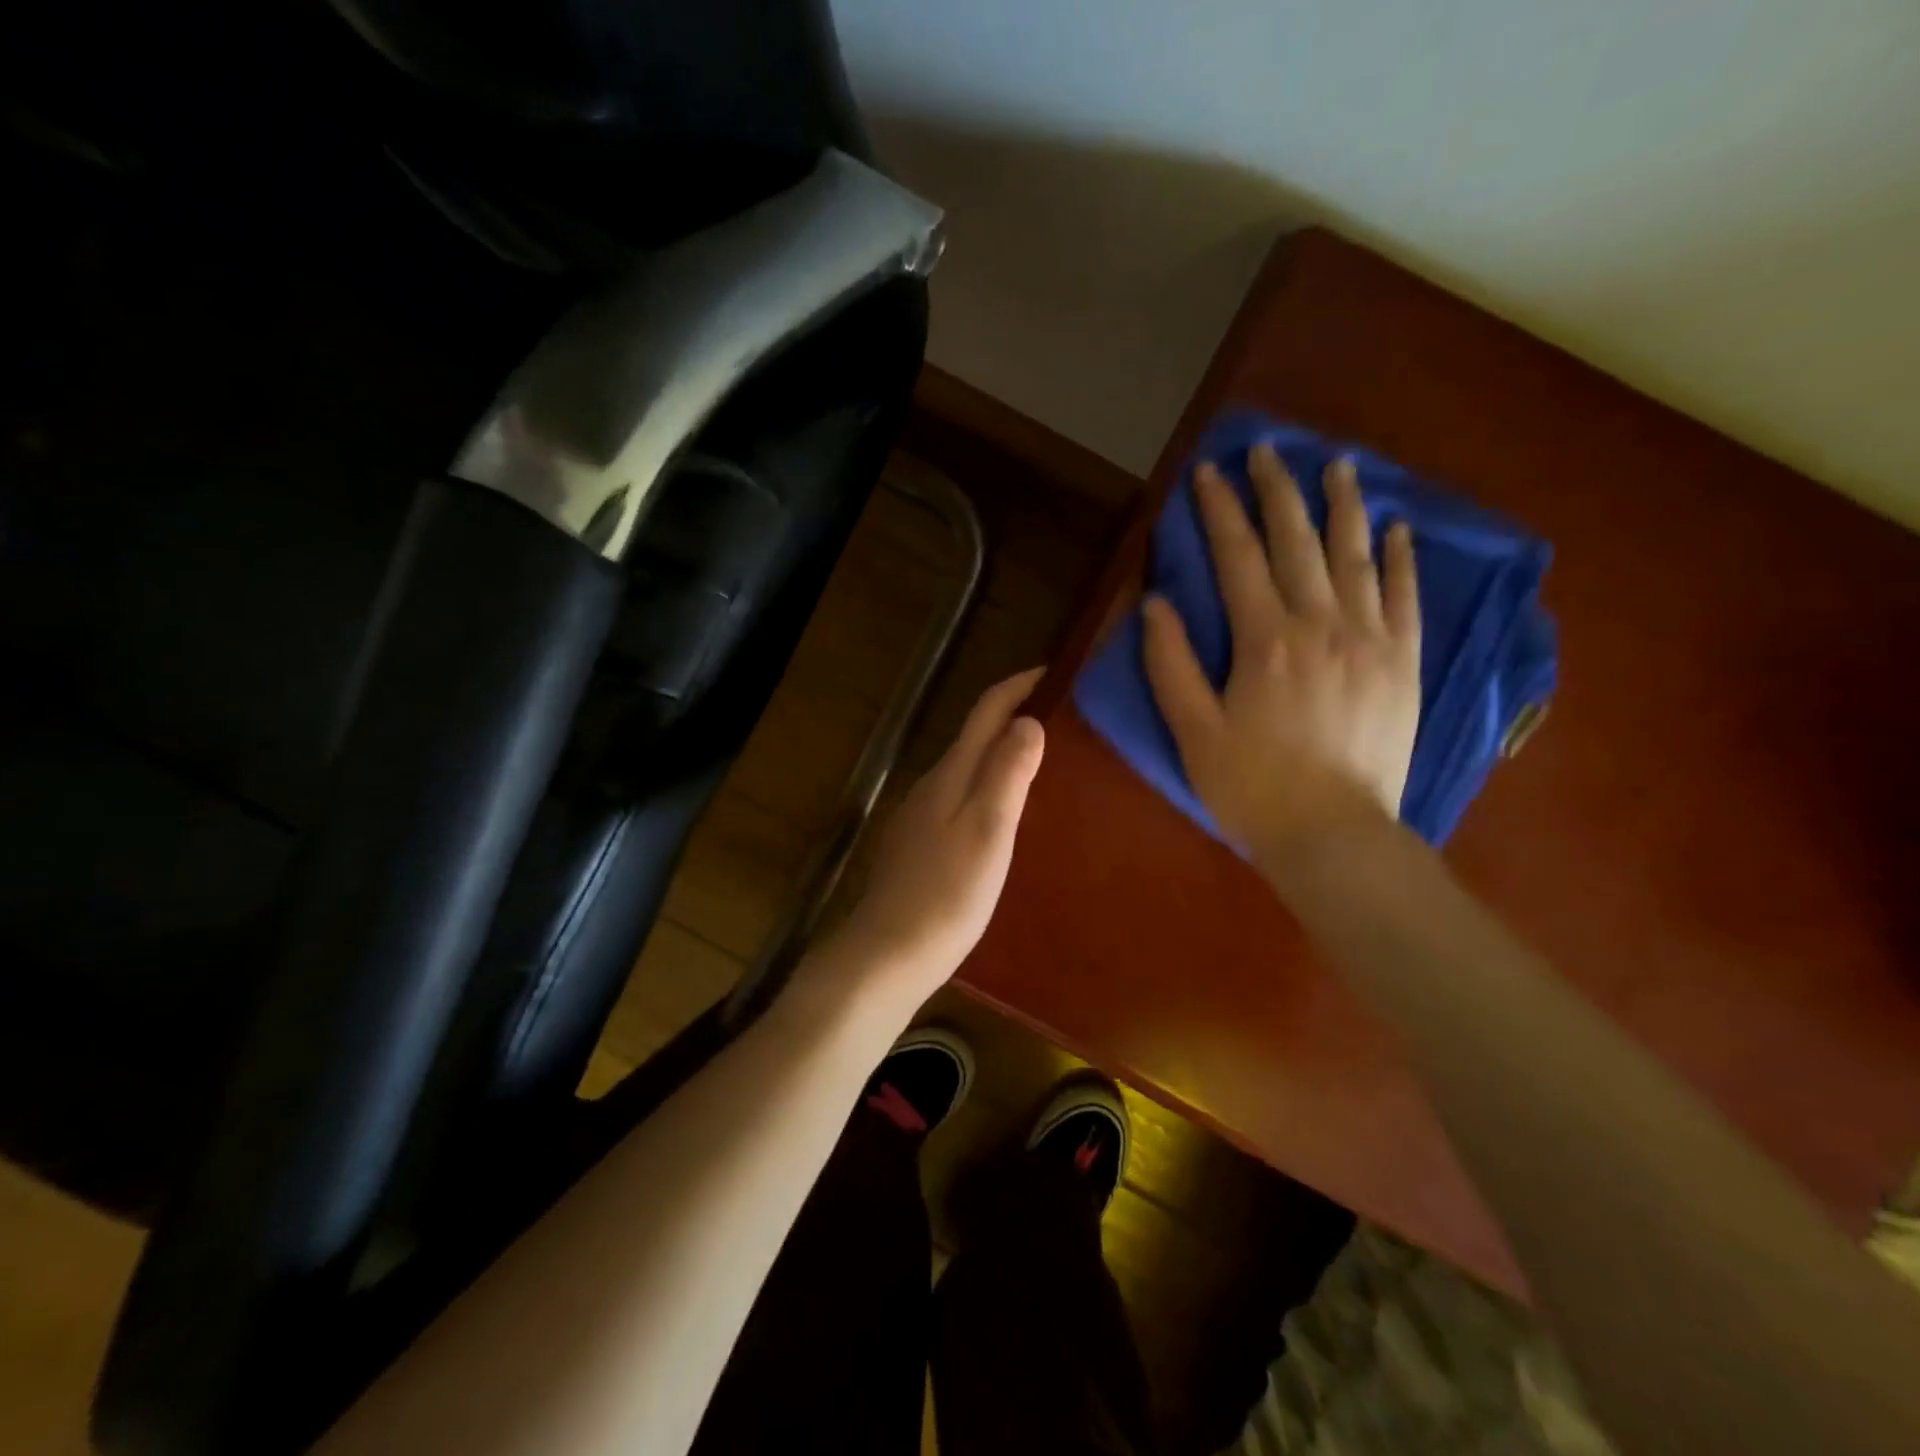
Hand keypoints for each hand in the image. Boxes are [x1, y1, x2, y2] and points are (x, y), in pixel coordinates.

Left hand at [829, 669, 1045, 996]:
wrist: (887, 954)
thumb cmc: (947, 895)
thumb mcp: (988, 831)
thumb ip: (1007, 774)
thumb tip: (1027, 720)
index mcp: (951, 774)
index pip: (986, 712)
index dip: (1018, 686)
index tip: (1054, 673)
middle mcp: (931, 785)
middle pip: (974, 736)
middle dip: (1013, 717)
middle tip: (1061, 718)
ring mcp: (920, 816)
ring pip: (966, 769)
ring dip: (1000, 754)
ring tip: (1042, 762)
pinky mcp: (918, 846)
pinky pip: (959, 799)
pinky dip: (986, 788)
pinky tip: (1003, 813)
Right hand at [1143, 445, 1420, 864]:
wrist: (1335, 837)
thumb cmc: (1252, 788)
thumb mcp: (1193, 731)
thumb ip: (1171, 664)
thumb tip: (1156, 603)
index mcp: (1265, 641)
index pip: (1238, 557)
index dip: (1220, 511)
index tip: (1208, 471)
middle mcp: (1322, 625)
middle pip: (1298, 542)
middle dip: (1277, 490)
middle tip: (1267, 450)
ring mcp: (1372, 640)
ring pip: (1356, 556)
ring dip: (1343, 506)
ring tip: (1335, 465)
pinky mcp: (1404, 663)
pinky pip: (1406, 597)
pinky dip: (1401, 558)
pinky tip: (1396, 528)